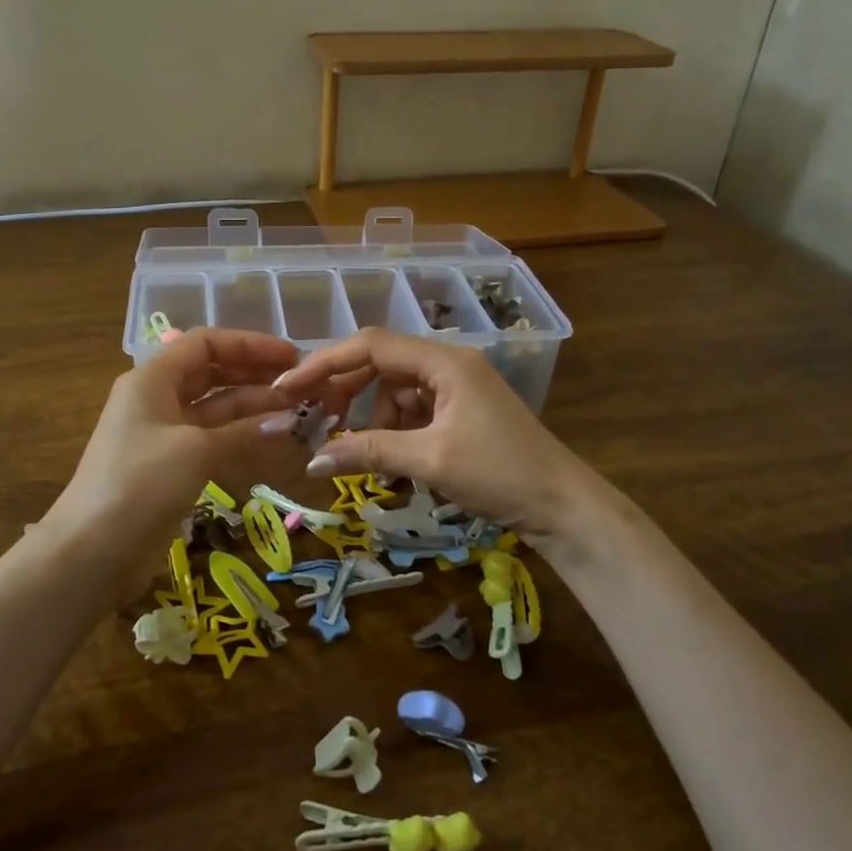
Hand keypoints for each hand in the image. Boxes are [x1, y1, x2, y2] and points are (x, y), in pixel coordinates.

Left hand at [45, 328, 304, 572]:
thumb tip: (287, 419)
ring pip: (215, 408)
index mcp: (152, 379)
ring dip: (252, 407)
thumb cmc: (139, 484)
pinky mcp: (171, 466)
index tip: (291, 355)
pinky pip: (212, 438)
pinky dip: (240, 436)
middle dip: (254, 375)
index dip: (249, 344)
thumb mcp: (194, 450)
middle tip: (300, 384)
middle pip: (212, 373)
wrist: (91, 552)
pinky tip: (272, 438)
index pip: (205, 343)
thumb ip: (242, 431)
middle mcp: (157, 399)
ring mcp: (164, 434)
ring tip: (296, 411)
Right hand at [272, 328, 609, 548]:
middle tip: (317, 423)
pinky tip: (389, 460)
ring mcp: (455, 387)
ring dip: (371, 417)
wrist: (562, 505)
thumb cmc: (500, 473)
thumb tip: (312, 461)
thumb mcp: (430, 460)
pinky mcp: (460, 411)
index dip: (325, 363)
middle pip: (380, 363)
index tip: (289, 388)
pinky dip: (393, 430)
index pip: (371, 345)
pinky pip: (412, 410)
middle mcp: (448, 364)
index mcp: (444, 361)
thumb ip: (369, 452)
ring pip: (394, 390)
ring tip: (360, 454)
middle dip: (346, 392)